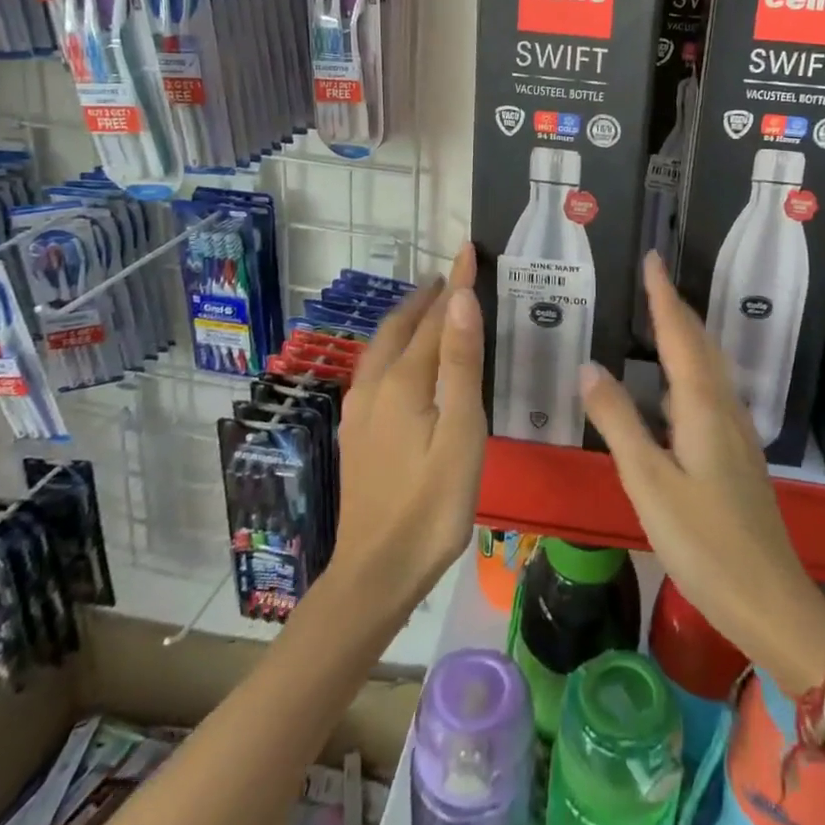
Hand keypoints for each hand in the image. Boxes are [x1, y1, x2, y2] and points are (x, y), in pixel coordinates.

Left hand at [333, 245, 483, 611]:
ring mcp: (360, 410)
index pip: (436, 319)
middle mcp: (376, 386)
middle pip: (402, 328)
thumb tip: (460, 299)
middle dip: (425, 297)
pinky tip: (397, 362)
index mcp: (404, 381)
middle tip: (449, 276)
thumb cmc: (432, 505)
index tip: (468, 251)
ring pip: (382, 348)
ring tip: (426, 307)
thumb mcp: (460, 433)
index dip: (456, 285)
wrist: (375, 573)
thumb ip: (460, 364)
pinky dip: (392, 346)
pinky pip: (374, 369)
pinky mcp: (356, 432)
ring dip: (406, 320)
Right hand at [580, 253, 824, 696]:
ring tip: (659, 320)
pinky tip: (674, 389)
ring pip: (709, 369)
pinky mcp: (736, 455)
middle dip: (676, 309)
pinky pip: (711, 392)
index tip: (652, 259)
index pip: (679, 335)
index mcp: (702, 407)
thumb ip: (619, 422)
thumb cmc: (704, 543)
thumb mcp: (649, 482)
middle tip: (652, 281)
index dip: (663, 296)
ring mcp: (736, 433)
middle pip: (701, 345)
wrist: (770, 600)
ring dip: (686, 337)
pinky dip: (690, 370)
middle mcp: (724, 409)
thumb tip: (589, 365)